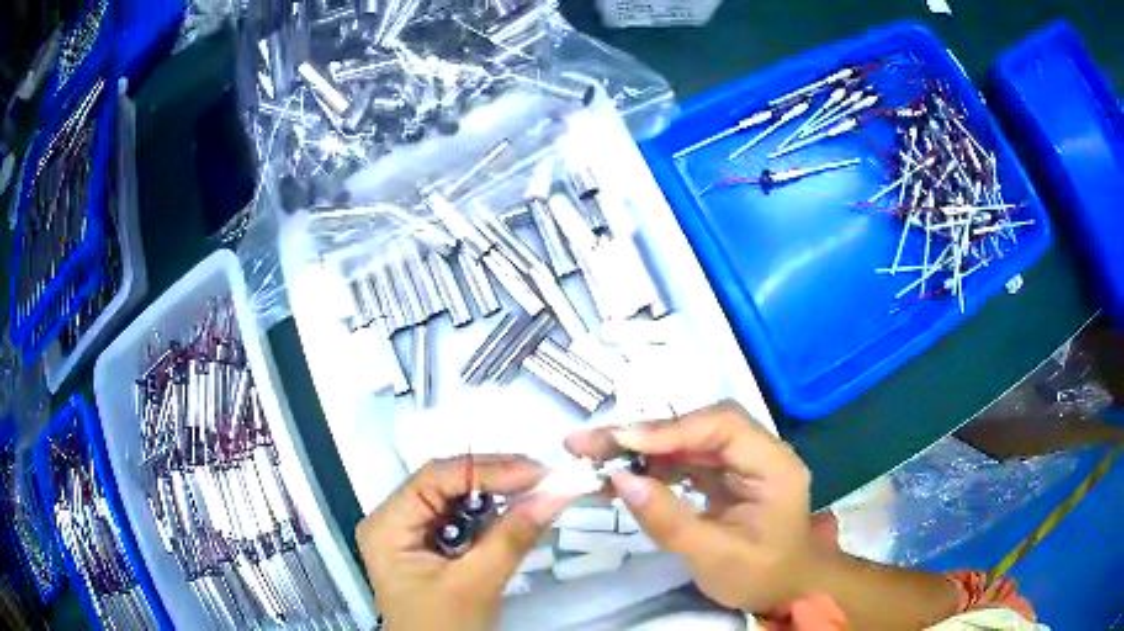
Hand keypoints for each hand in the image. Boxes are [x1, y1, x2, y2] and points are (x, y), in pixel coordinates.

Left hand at [356, 455, 573, 630]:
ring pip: (457, 498)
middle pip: (445, 483)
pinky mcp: (431, 545)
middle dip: (496, 480)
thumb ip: (512, 537)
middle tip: (543, 480)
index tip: (537, 472)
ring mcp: (411, 532)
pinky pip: (463, 519)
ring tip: (537, 493)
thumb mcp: (476, 585)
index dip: (487, 469)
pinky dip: (493, 516)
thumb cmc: (443, 628)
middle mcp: (394, 520)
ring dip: (497, 496)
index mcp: (387, 525)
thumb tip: (555, 493)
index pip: (435, 478)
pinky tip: (517, 515)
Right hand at [565, 401, 817, 612]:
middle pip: (697, 427)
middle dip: (643, 435)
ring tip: (591, 458)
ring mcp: (738, 463)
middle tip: (587, 443)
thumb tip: (620, 480)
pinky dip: (648, 468)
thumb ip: (669, 520)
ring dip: (638, 450)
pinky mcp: (721, 476)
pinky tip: (617, 477)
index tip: (620, 442)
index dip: (671, 429)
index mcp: (773, 465)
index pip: (723, 426)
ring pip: (684, 442)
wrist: (784, 590)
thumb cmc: (759, 575)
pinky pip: (682, 463)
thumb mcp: (714, 556)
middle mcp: (758, 452)